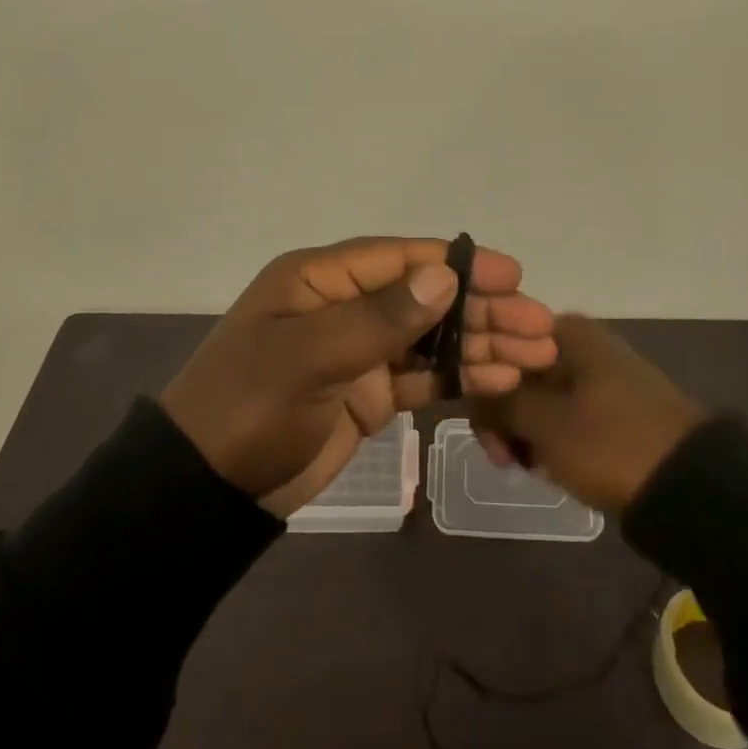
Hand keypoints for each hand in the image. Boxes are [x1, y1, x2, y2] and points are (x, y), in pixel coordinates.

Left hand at [159, 237, 556, 513]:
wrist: (208, 490)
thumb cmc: (251, 406)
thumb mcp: (310, 356)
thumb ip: (380, 318)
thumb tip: (444, 276)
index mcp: (320, 279)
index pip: (399, 259)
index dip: (457, 264)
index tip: (512, 274)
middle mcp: (343, 306)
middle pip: (425, 298)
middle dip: (482, 310)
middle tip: (539, 325)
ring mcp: (357, 351)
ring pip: (430, 338)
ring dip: (480, 344)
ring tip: (536, 355)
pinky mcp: (367, 394)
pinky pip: (421, 377)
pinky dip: (458, 377)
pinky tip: (499, 379)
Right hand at [472, 314, 705, 512]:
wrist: (693, 486)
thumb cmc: (610, 444)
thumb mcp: (544, 425)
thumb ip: (498, 403)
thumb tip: (470, 389)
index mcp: (564, 331)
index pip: (498, 351)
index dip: (484, 394)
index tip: (490, 439)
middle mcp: (581, 341)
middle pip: (518, 375)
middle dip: (506, 419)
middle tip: (509, 463)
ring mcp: (601, 372)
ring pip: (542, 398)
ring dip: (528, 432)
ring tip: (535, 470)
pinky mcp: (616, 403)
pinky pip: (568, 413)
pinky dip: (555, 437)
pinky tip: (557, 468)